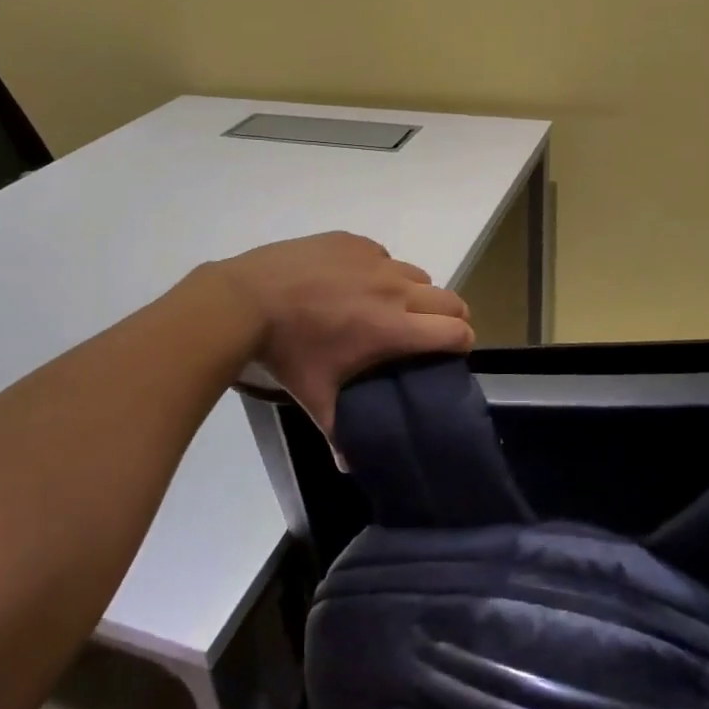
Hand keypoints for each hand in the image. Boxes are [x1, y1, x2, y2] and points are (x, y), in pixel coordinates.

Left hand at [205, 232, 474, 430]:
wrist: (247, 299)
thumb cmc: (288, 352)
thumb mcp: (315, 396)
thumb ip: (338, 432)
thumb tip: (347, 466)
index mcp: (394, 328)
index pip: (456, 330)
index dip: (461, 341)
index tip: (451, 351)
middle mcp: (395, 289)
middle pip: (451, 298)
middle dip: (449, 316)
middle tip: (427, 331)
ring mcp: (374, 260)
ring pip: (417, 274)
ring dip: (414, 292)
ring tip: (387, 307)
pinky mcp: (353, 241)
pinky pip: (383, 255)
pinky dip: (379, 270)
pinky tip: (352, 283)